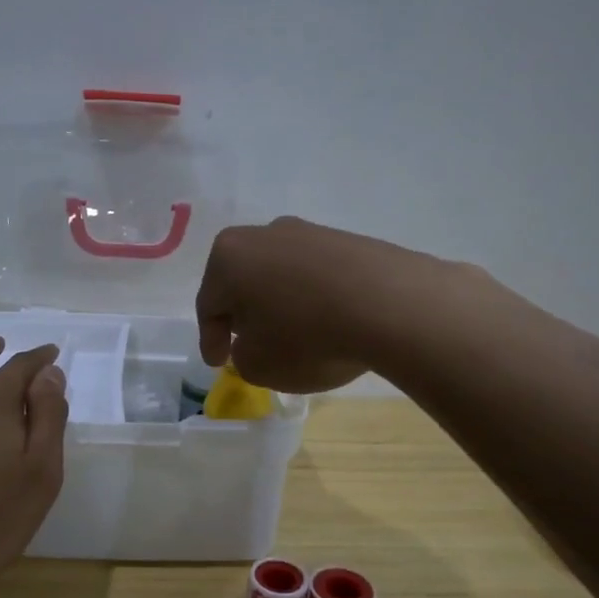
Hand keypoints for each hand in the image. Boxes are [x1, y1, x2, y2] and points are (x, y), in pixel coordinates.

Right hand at [196, 217, 434, 392]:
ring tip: (294, 335)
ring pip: (281, 275)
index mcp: (228, 257)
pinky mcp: (348, 240)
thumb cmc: (306, 335)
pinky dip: (315, 298)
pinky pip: (318, 275)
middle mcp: (263, 234)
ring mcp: (309, 232)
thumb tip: (254, 342)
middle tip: (250, 343)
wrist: (390, 304)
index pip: (208, 305)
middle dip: (243, 314)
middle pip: (243, 281)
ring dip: (281, 304)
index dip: (211, 339)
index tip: (220, 363)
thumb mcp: (259, 365)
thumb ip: (243, 357)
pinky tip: (329, 322)